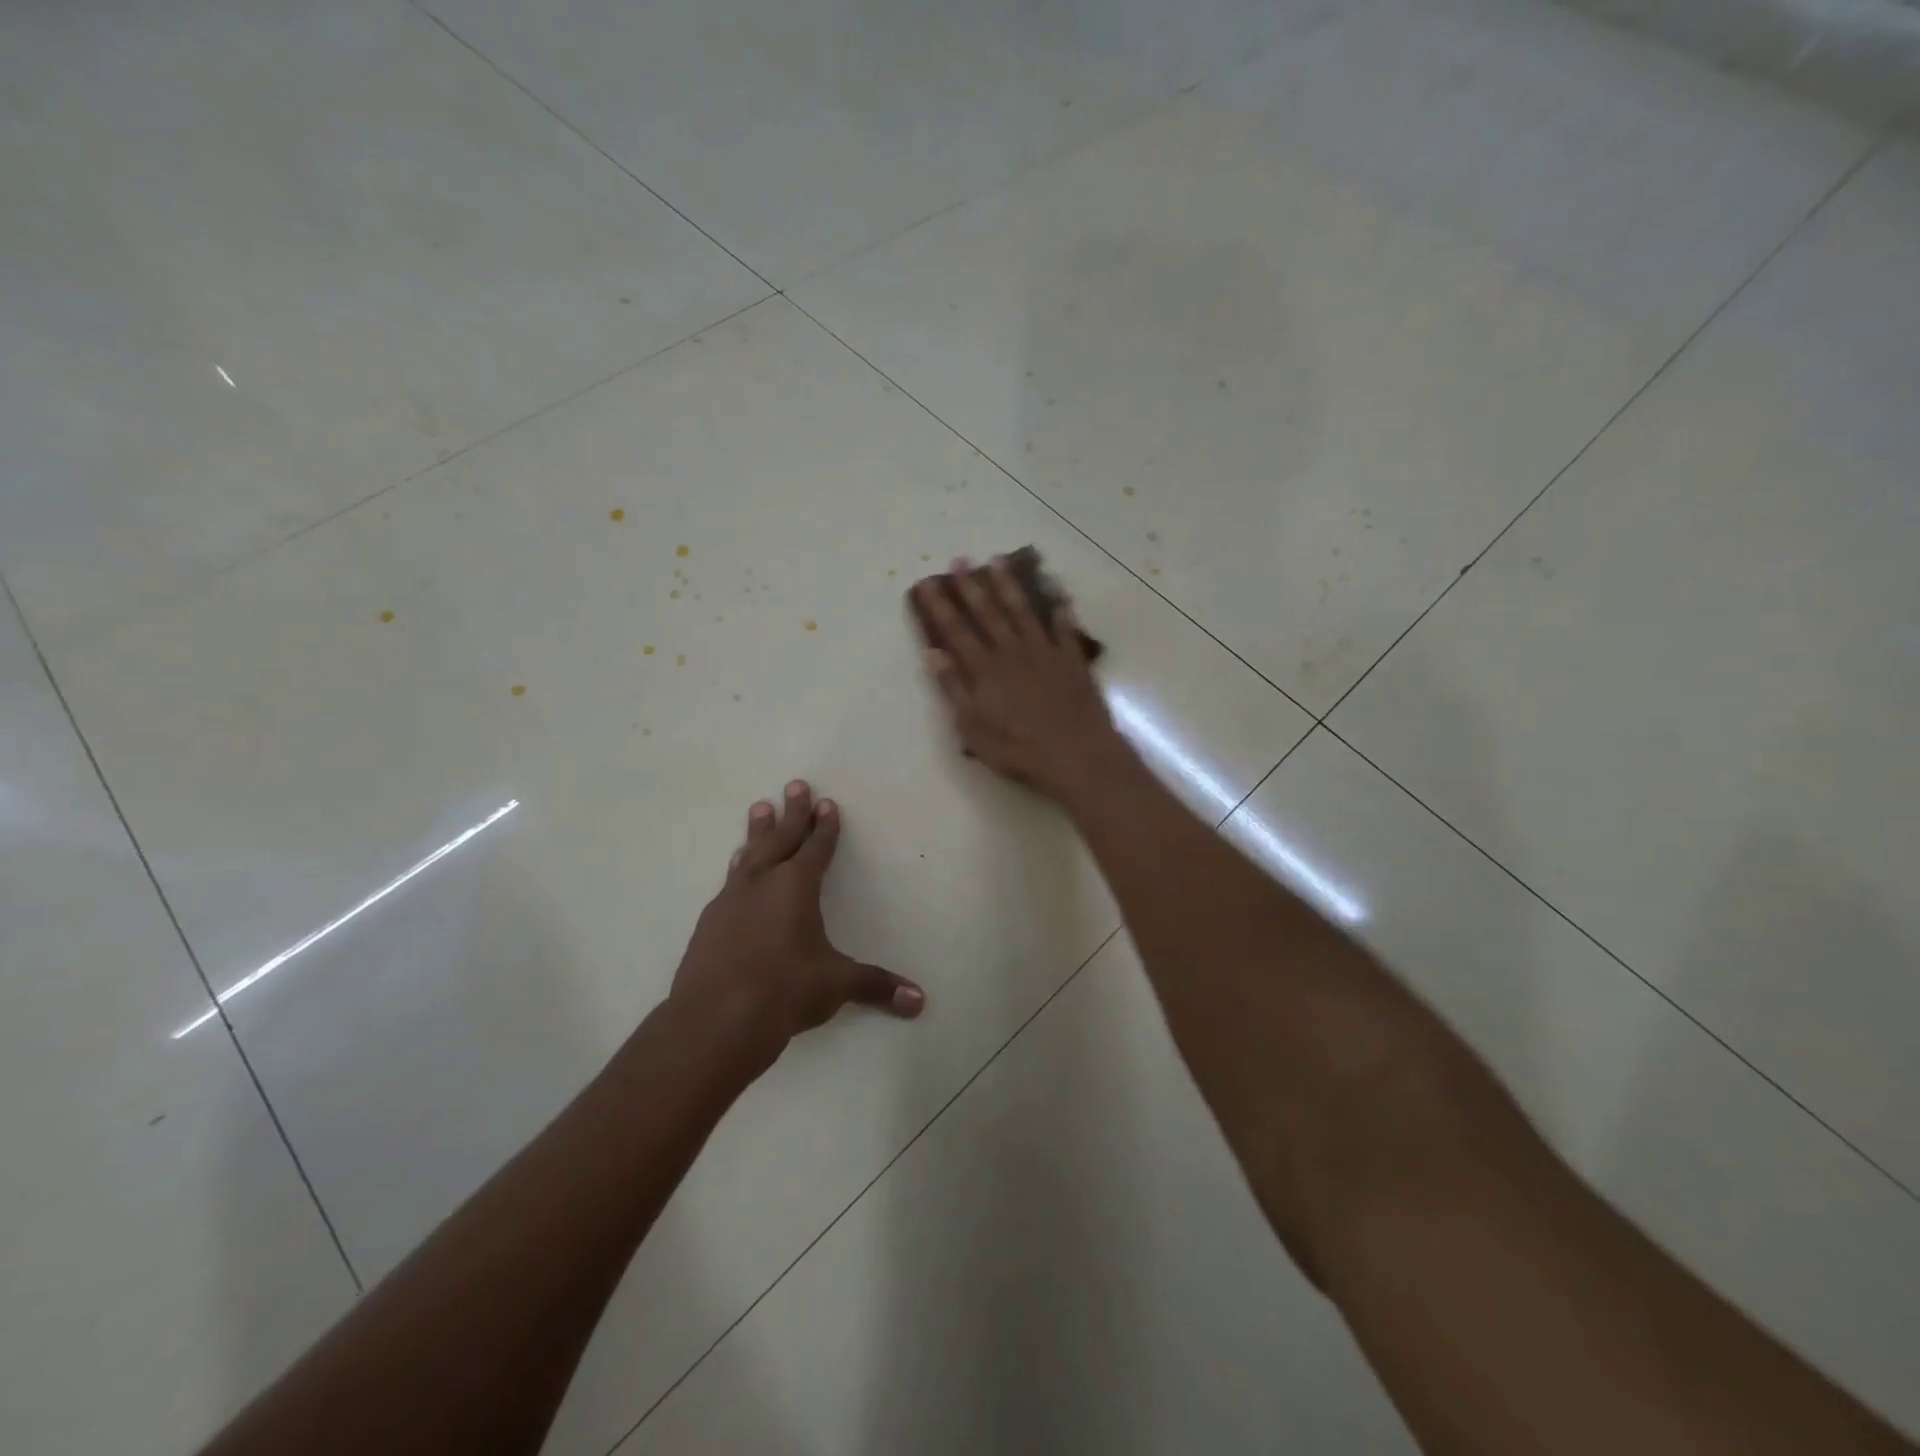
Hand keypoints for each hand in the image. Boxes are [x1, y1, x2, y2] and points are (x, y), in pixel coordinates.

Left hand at [670, 780, 923, 1067]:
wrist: (715, 1020)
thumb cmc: (785, 991)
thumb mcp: (836, 985)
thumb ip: (876, 986)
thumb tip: (919, 1002)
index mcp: (796, 887)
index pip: (816, 848)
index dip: (825, 826)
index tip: (827, 803)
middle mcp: (763, 884)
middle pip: (781, 838)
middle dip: (792, 812)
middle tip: (795, 785)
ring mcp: (731, 901)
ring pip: (749, 855)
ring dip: (757, 832)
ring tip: (758, 809)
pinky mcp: (709, 923)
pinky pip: (729, 882)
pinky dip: (738, 867)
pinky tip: (735, 868)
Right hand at [912, 556, 1123, 799]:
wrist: (1075, 754)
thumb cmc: (1018, 749)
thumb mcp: (972, 728)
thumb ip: (953, 689)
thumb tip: (933, 653)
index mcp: (984, 669)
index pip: (956, 631)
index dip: (941, 606)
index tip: (928, 583)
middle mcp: (1011, 652)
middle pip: (988, 613)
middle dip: (971, 586)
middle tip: (961, 560)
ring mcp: (1044, 652)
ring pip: (1023, 610)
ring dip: (1010, 585)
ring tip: (998, 561)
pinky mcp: (1071, 659)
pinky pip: (1064, 625)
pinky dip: (1059, 605)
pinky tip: (1055, 588)